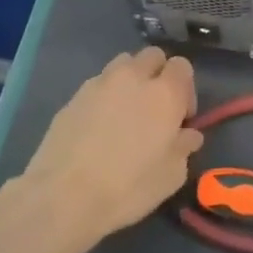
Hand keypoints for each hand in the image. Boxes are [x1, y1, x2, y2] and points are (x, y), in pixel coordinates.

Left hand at [20, 47, 202, 250]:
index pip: (182, 66)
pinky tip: (98, 126)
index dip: (185, 88)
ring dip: (130, 79)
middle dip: (158, 74)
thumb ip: (184, 148)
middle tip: (154, 108)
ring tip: (125, 111)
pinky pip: (97, 84)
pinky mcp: (74, 96)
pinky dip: (104, 96)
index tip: (181, 117)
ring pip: (122, 64)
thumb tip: (188, 135)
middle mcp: (133, 77)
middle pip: (152, 56)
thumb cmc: (127, 187)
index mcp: (164, 93)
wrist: (64, 196)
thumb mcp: (171, 176)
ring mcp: (100, 83)